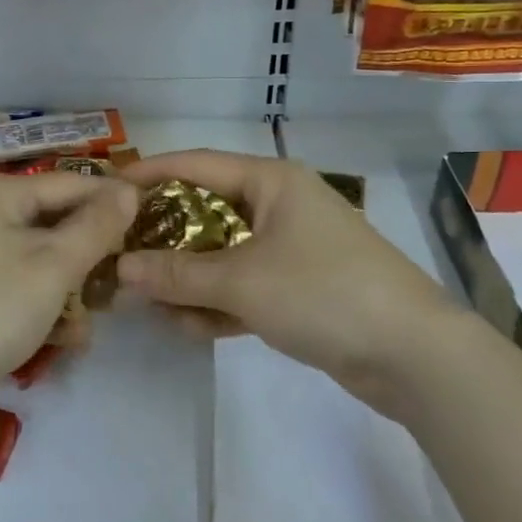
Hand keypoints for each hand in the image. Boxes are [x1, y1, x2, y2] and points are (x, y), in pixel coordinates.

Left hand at [0, 173, 137, 433]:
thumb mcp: (53, 265)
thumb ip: (96, 225)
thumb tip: (130, 187)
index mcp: (1, 193)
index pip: (74, 183)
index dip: (115, 203)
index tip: (156, 228)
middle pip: (58, 221)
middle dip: (93, 253)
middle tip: (127, 282)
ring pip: (44, 259)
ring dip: (74, 286)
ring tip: (99, 315)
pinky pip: (24, 287)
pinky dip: (47, 306)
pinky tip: (69, 338)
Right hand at [116, 151, 467, 412]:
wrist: (415, 357)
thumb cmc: (324, 293)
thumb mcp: (242, 281)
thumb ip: (177, 274)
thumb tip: (120, 269)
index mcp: (270, 181)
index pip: (195, 165)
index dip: (148, 175)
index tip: (106, 190)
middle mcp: (279, 206)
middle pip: (205, 212)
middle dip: (163, 238)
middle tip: (117, 256)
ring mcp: (291, 249)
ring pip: (222, 255)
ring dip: (186, 279)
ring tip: (145, 304)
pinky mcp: (299, 289)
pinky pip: (244, 286)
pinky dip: (217, 303)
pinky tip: (186, 327)